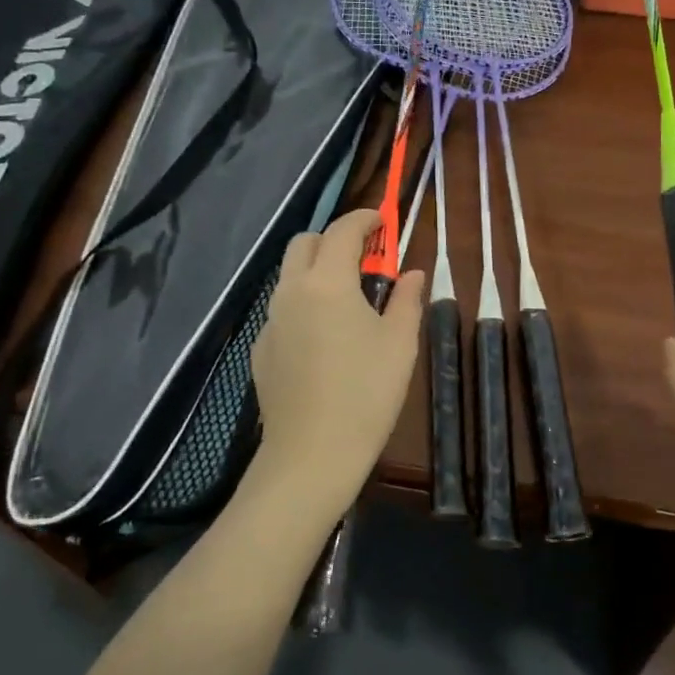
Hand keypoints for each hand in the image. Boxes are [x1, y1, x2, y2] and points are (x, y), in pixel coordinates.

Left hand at [247, 210, 424, 524]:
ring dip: (317, 270)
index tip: (383, 220)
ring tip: (348, 298)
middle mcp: (291, 292)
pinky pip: (283, 309)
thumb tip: (413, 272)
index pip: (342, 231)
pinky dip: (304, 303)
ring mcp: (271, 321)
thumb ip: (407, 299)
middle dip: (334, 239)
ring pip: (290, 276)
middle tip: (365, 258)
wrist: (311, 455)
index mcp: (327, 283)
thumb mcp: (400, 343)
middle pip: (304, 243)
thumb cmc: (366, 393)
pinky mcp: (262, 349)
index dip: (364, 218)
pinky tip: (325, 338)